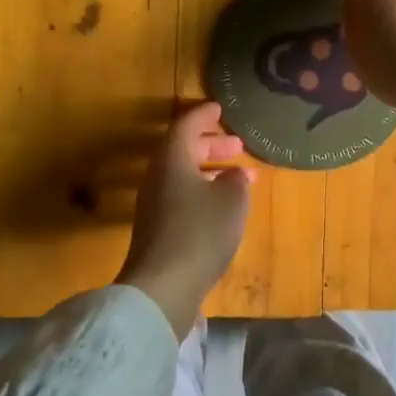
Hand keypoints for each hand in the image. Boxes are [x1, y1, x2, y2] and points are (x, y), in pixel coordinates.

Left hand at [117, 102, 254, 336]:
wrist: (162, 287)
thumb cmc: (200, 232)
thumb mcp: (231, 200)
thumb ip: (236, 180)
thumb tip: (235, 174)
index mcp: (172, 159)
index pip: (186, 125)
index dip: (204, 116)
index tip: (220, 108)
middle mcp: (158, 177)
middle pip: (183, 151)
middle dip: (211, 145)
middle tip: (237, 144)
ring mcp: (154, 205)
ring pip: (183, 175)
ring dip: (210, 171)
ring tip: (240, 176)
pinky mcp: (158, 230)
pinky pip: (182, 197)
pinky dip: (204, 192)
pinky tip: (224, 207)